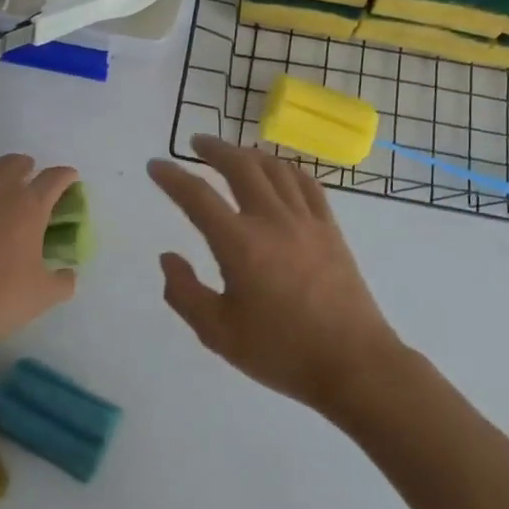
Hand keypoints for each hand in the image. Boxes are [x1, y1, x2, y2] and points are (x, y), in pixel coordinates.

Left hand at [0, 154, 78, 348]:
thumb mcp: (44, 295)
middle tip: (32, 175)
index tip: (71, 179)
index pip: (54, 179)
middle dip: (27, 166)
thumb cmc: (0, 296)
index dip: (66, 176)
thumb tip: (69, 275)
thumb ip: (63, 282)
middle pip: (14, 164)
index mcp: (29, 207)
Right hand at [148, 136, 403, 415]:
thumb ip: (184, 293)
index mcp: (239, 244)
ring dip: (249, 154)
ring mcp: (306, 221)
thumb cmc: (280, 352)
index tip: (155, 166)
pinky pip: (307, 185)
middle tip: (195, 144)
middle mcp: (271, 220)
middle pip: (240, 167)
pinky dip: (287, 169)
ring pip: (275, 169)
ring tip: (234, 153)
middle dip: (214, 149)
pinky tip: (280, 171)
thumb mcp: (217, 332)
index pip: (197, 197)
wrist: (353, 364)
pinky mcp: (331, 230)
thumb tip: (168, 257)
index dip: (171, 177)